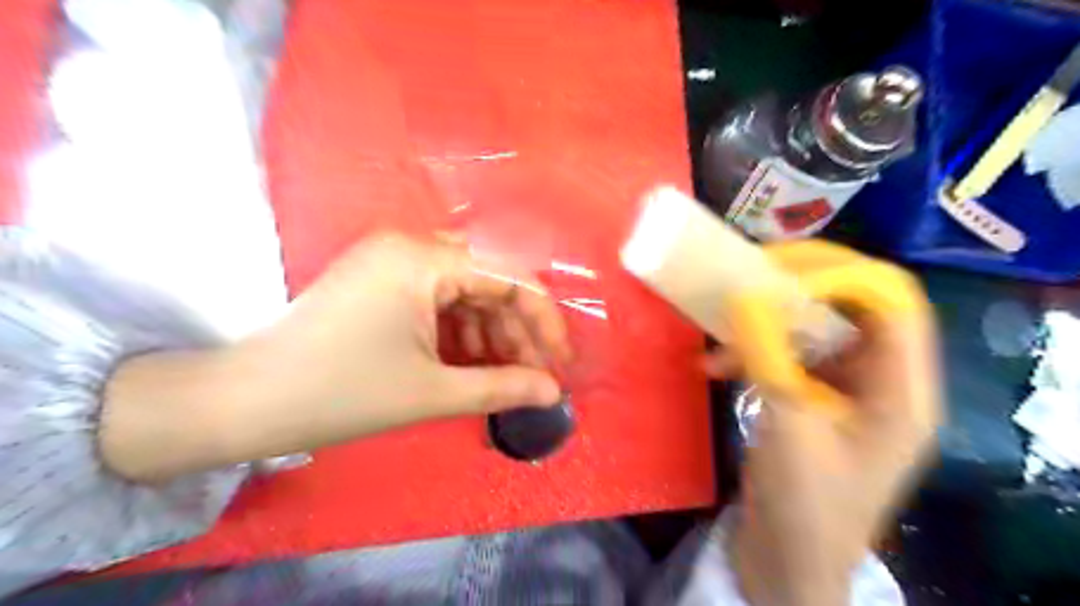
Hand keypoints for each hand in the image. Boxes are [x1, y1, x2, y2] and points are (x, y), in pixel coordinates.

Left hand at [101, 233, 571, 482]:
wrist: (244, 402)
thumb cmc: (341, 393)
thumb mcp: (431, 392)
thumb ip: (501, 387)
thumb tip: (552, 392)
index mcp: (423, 258)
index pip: (510, 277)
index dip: (544, 321)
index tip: (560, 364)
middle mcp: (411, 246)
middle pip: (490, 281)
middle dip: (518, 330)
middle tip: (534, 376)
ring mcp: (393, 261)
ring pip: (467, 292)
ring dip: (491, 333)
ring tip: (504, 376)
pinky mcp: (382, 282)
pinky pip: (439, 300)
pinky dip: (461, 332)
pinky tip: (471, 363)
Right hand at [707, 242, 942, 605]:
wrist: (787, 559)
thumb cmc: (805, 503)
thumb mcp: (789, 423)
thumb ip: (768, 354)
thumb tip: (743, 296)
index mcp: (901, 388)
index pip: (891, 299)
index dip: (838, 275)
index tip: (777, 274)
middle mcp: (881, 379)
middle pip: (852, 306)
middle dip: (798, 288)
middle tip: (748, 278)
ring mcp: (845, 389)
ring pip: (814, 329)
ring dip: (766, 324)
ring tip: (720, 332)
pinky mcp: (814, 398)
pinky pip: (788, 355)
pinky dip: (753, 352)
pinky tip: (715, 366)